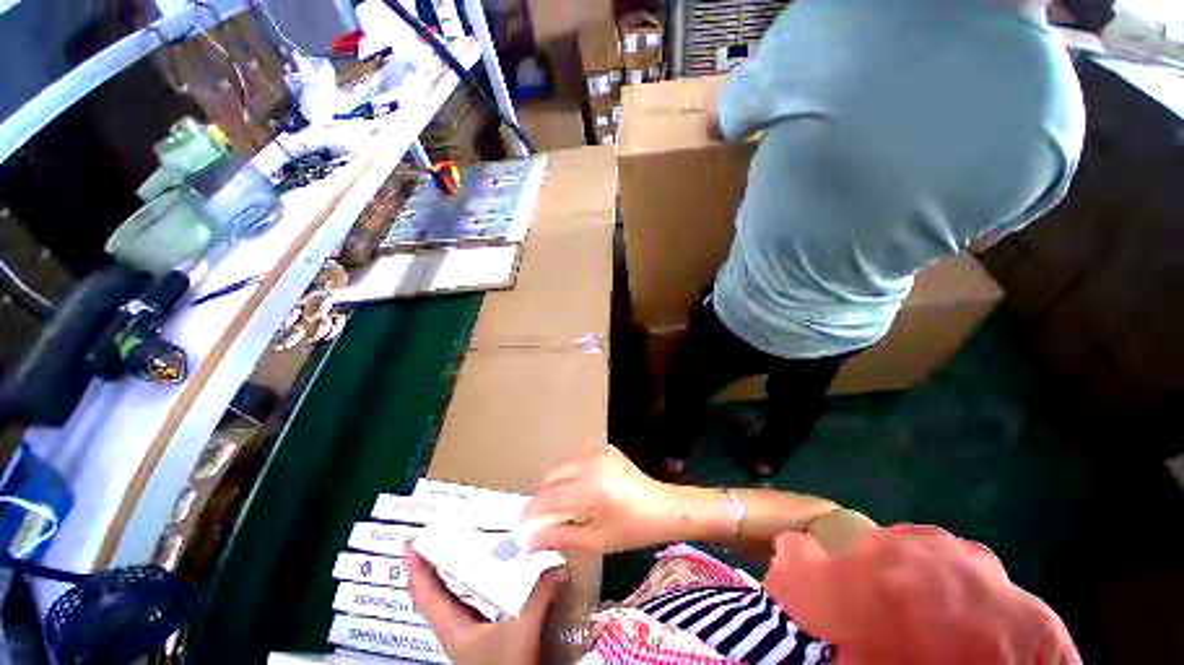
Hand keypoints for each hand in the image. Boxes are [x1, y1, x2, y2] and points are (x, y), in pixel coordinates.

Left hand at [405, 546, 559, 664]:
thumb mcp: (522, 631)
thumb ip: (537, 596)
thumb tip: (552, 566)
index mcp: (452, 627)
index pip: (425, 594)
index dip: (415, 568)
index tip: (410, 543)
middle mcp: (452, 627)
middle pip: (430, 593)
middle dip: (427, 565)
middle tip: (430, 537)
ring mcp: (463, 632)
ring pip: (444, 598)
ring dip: (442, 574)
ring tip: (448, 549)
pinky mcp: (477, 633)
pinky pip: (461, 602)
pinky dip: (461, 584)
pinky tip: (476, 575)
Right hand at [522, 444, 681, 553]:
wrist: (663, 506)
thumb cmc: (632, 529)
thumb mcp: (596, 540)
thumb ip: (560, 537)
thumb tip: (531, 539)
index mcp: (591, 487)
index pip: (549, 497)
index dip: (532, 512)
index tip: (522, 525)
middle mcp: (591, 462)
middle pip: (552, 476)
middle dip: (544, 497)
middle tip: (548, 518)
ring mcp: (598, 451)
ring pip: (563, 466)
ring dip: (558, 485)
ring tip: (567, 506)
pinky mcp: (604, 448)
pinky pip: (577, 460)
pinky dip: (572, 475)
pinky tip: (583, 491)